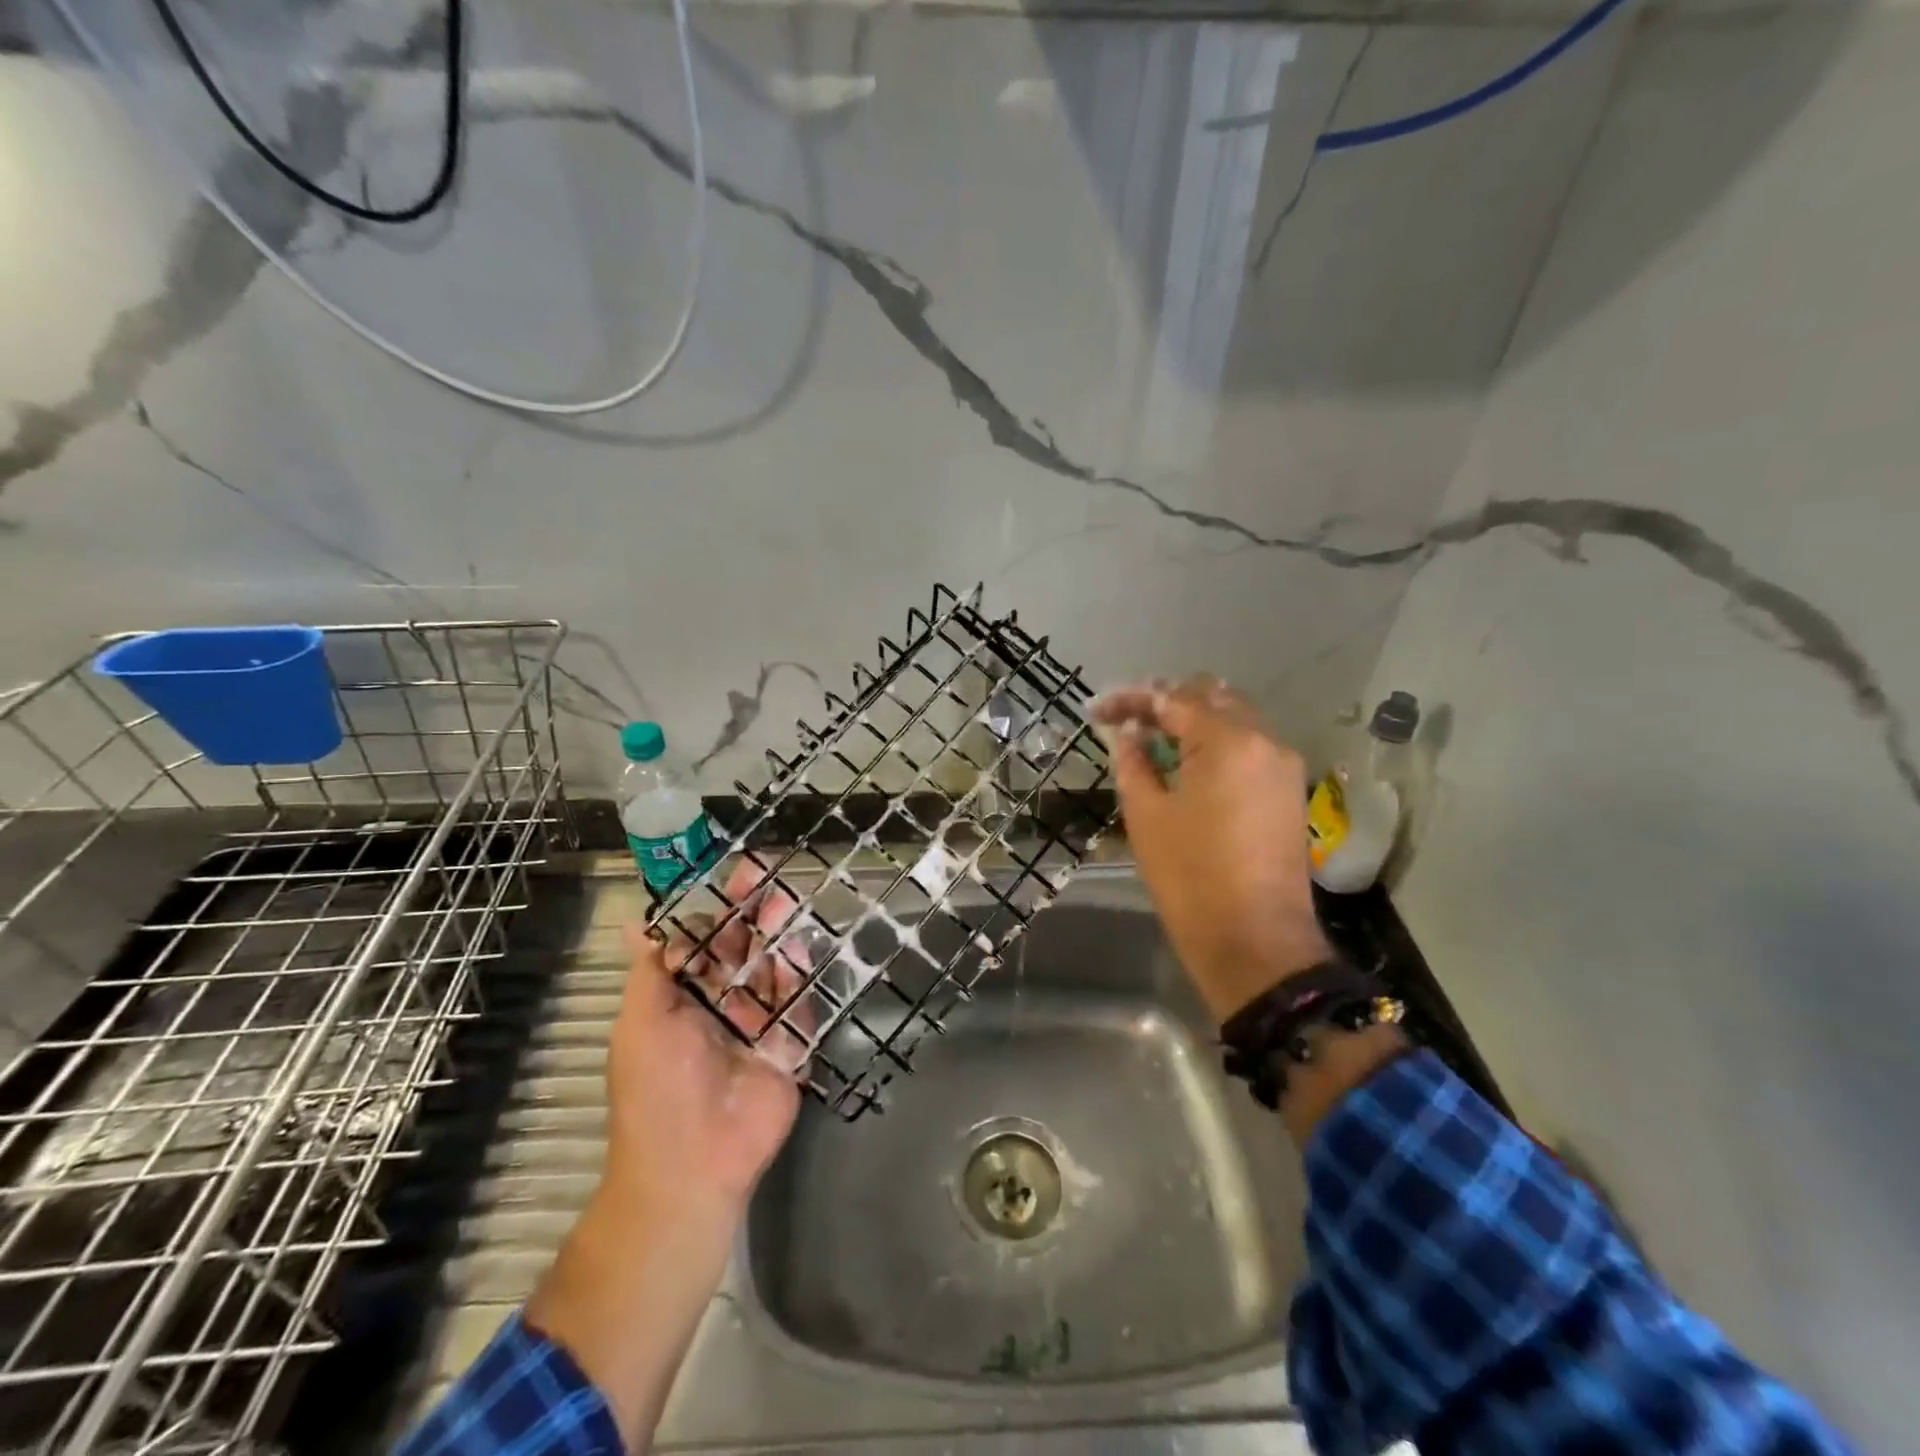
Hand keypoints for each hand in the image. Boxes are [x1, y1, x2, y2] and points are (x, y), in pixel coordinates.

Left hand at [604, 857, 811, 1214]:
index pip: (705, 942)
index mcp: (684, 998)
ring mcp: (759, 1024)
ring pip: (772, 968)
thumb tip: (634, 921)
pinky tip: (797, 950)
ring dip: (778, 934)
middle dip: (753, 911)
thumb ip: (651, 969)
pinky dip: (798, 977)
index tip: (731, 875)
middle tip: (769, 873)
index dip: (717, 909)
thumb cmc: (657, 1087)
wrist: (694, 1163)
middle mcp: (723, 1005)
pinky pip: (797, 1003)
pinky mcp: (789, 1044)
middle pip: (743, 948)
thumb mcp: (641, 1021)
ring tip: (785, 900)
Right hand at [1094, 676, 1329, 1019]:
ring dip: (1192, 719)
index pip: (1174, 699)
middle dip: (1166, 700)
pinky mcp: (1288, 791)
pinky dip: (1215, 742)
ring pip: (1235, 718)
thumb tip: (1128, 733)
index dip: (1131, 699)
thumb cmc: (1190, 877)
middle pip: (1212, 696)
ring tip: (1151, 736)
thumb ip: (1134, 762)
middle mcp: (1265, 740)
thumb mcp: (1146, 815)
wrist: (1254, 942)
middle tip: (1126, 717)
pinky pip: (1249, 747)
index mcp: (1228, 741)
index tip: (1098, 710)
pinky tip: (1186, 760)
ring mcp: (1283, 765)